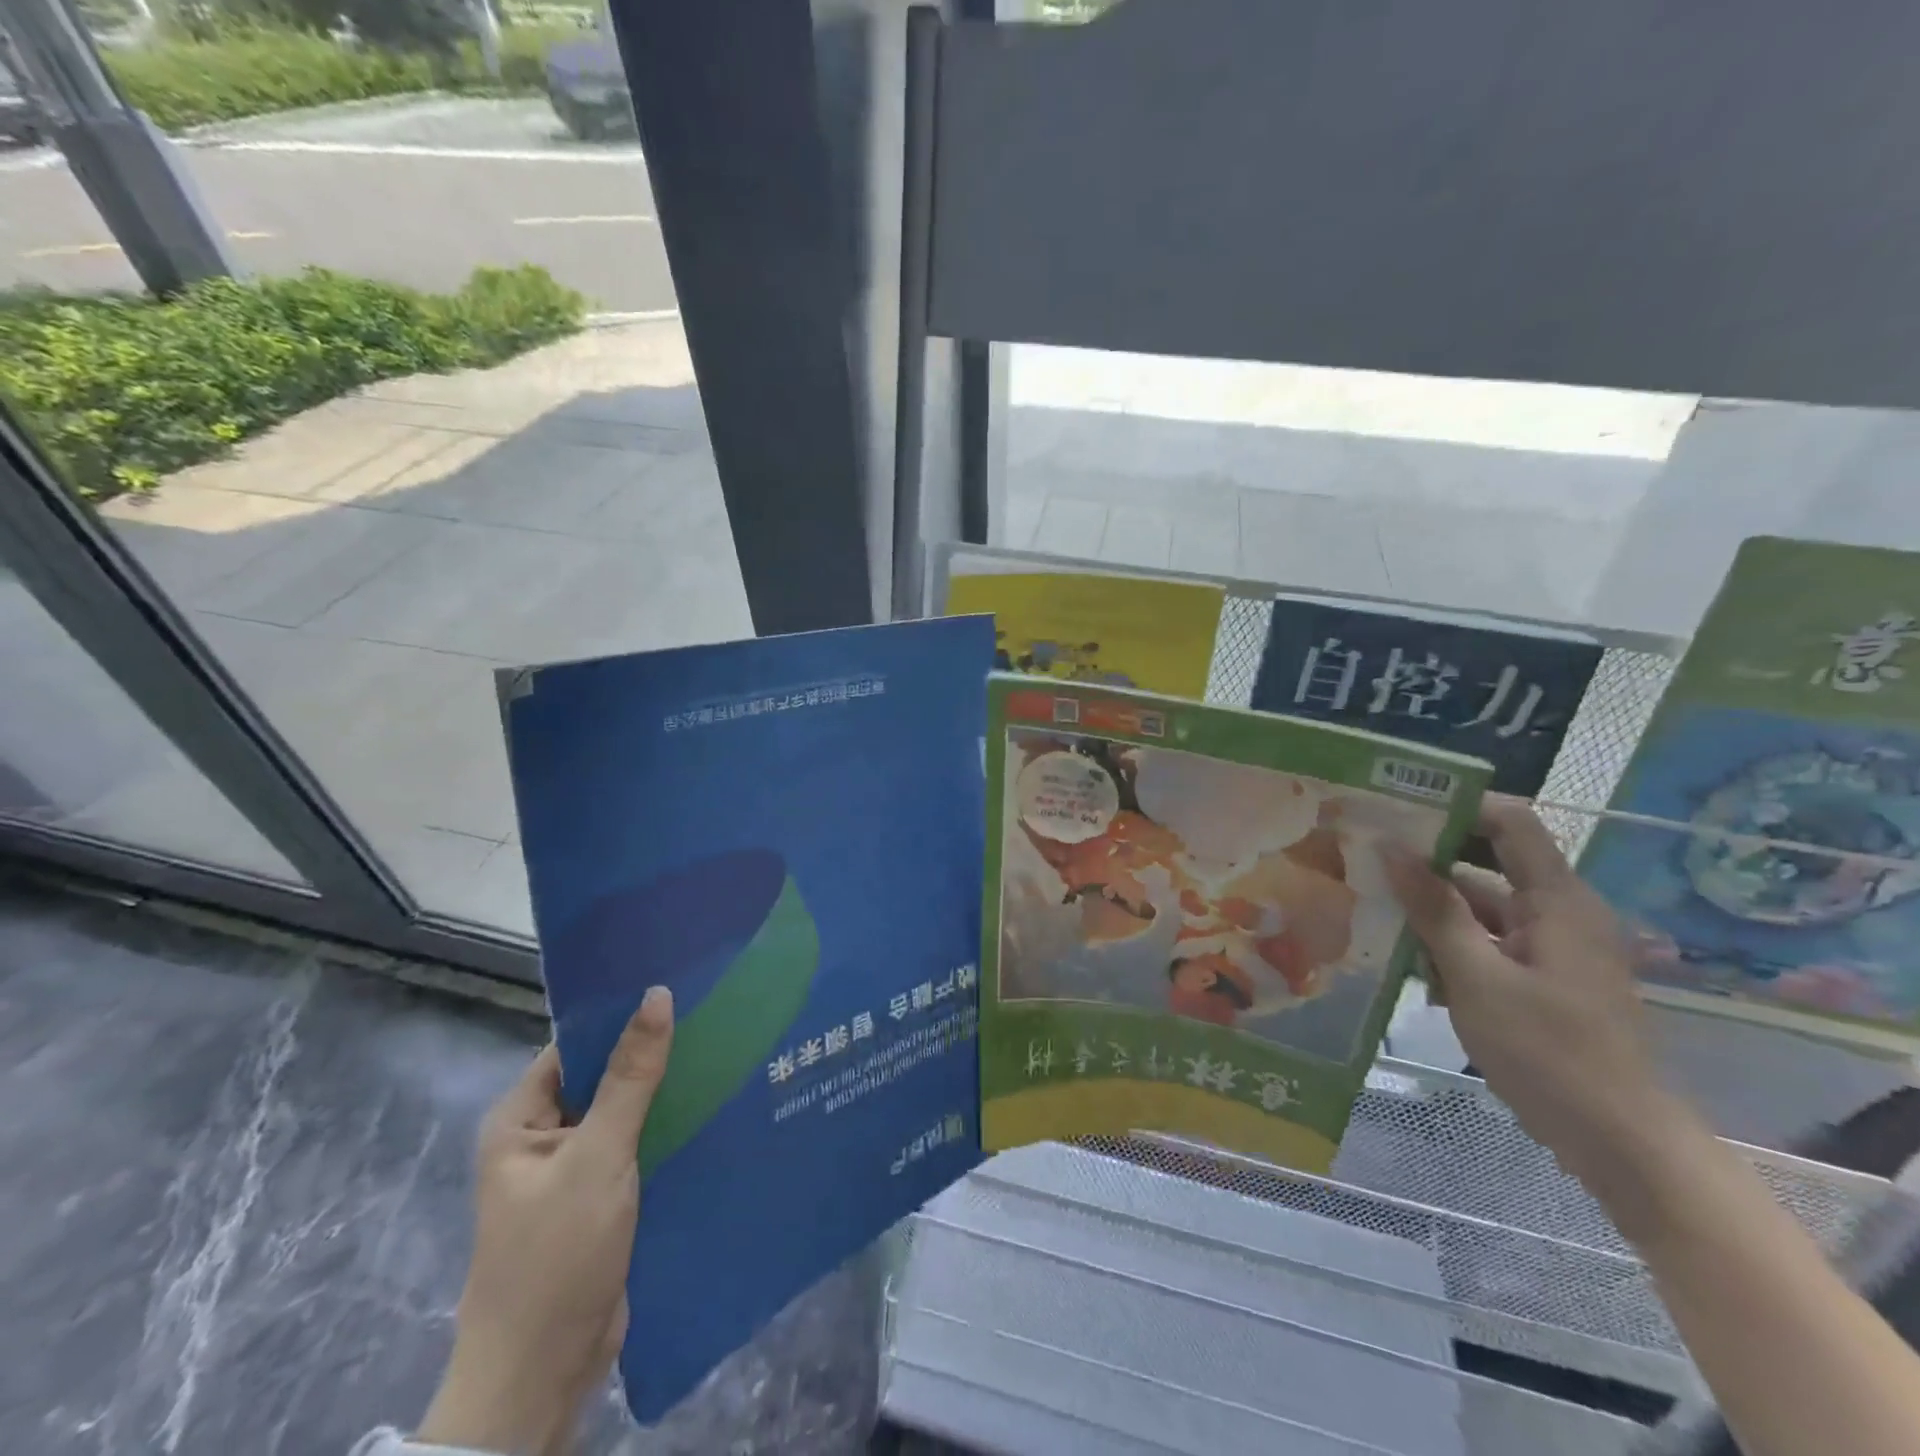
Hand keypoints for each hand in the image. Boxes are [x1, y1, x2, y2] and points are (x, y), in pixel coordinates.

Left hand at [418, 986, 674, 1455]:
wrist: (543, 1375)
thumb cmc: (557, 1255)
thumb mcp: (597, 1155)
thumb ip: (631, 1076)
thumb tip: (657, 995)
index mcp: (522, 1118)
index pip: (577, 1043)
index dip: (623, 1013)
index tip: (679, 984)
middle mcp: (545, 1136)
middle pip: (606, 1075)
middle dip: (654, 1050)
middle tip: (716, 1010)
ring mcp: (576, 1169)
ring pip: (628, 1111)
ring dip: (667, 1090)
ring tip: (727, 1047)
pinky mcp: (604, 1197)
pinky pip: (639, 1145)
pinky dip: (670, 1127)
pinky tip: (716, 1106)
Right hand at [1384, 797, 1684, 1195]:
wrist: (1620, 1143)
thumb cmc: (1549, 1051)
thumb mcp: (1477, 977)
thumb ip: (1434, 909)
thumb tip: (1391, 848)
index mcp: (1557, 900)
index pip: (1510, 824)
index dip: (1457, 807)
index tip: (1396, 810)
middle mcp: (1558, 914)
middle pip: (1487, 866)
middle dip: (1427, 863)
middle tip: (1365, 857)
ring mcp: (1551, 950)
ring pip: (1480, 910)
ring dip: (1431, 911)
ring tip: (1370, 909)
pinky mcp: (1542, 981)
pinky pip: (1487, 944)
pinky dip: (1450, 947)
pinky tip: (1406, 963)